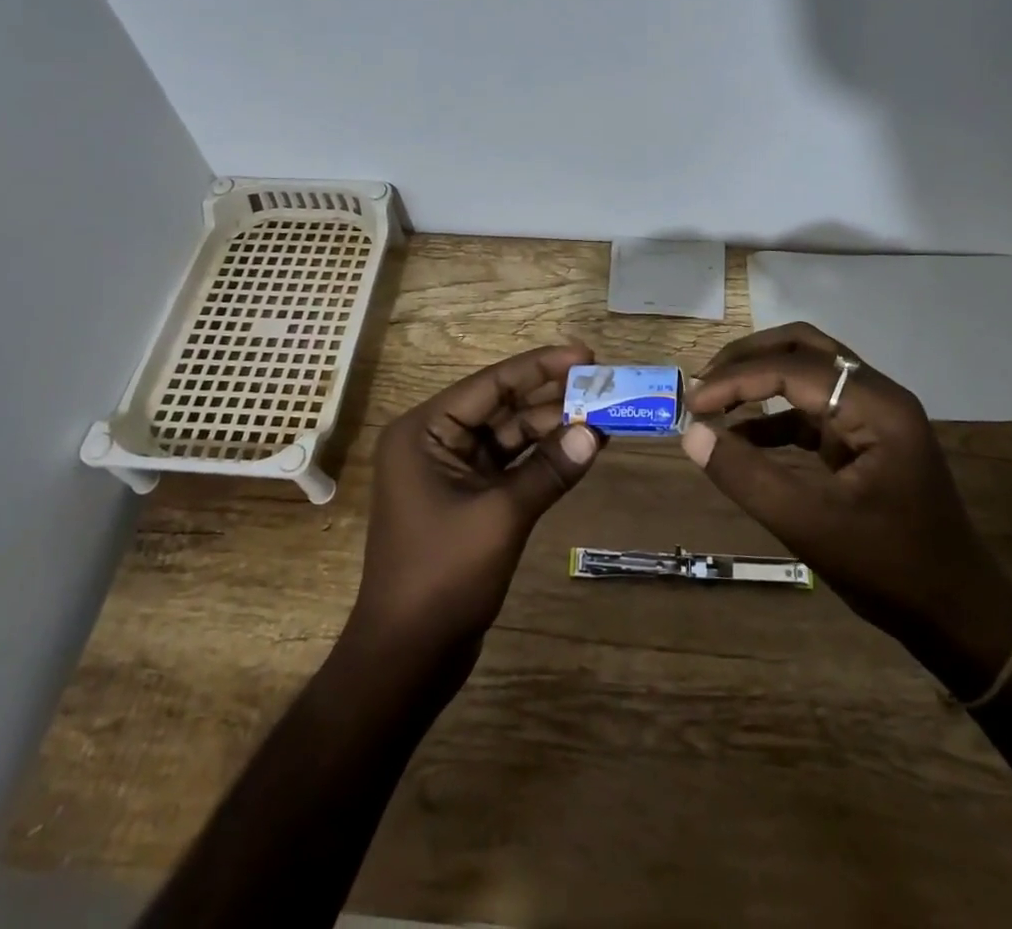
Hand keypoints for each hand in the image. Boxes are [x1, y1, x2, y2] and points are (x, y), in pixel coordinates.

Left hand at [350, 343, 602, 661]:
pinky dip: (543, 458)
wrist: (407, 657)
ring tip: (604, 415)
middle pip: (502, 406)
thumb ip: (549, 470)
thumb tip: (597, 434)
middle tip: (604, 384)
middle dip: (552, 397)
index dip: (541, 367)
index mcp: (425, 431)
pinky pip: (511, 465)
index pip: (490, 384)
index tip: (586, 355)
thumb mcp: (501, 516)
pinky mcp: (468, 498)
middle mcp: (435, 441)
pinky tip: (582, 448)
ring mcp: (451, 471)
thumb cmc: (442, 576)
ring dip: (553, 427)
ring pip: (510, 435)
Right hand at [682, 325, 1011, 694]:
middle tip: (704, 384)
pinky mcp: (864, 438)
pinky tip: (741, 437)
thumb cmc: (890, 569)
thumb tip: (691, 434)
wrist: (957, 615)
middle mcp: (877, 395)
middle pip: (803, 348)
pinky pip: (812, 409)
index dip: (738, 380)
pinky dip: (774, 416)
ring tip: (714, 401)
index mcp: (876, 406)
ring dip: (760, 380)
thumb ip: (747, 477)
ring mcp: (873, 416)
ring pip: (808, 372)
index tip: (693, 403)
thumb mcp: (811, 526)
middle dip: (749, 360)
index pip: (793, 368)